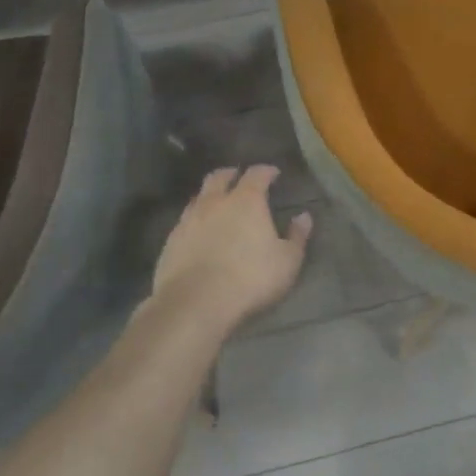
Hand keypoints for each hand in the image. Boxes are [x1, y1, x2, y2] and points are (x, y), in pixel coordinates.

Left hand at [151, 166, 312, 336]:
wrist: (194, 304)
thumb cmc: (249, 278)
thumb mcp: (287, 261)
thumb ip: (297, 236)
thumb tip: (304, 217)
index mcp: (246, 200)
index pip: (257, 174)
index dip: (266, 171)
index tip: (273, 173)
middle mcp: (215, 202)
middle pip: (220, 177)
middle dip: (231, 174)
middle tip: (239, 178)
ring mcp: (189, 220)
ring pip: (199, 197)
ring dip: (210, 196)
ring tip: (218, 204)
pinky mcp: (171, 241)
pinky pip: (185, 221)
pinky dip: (195, 219)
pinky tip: (200, 232)